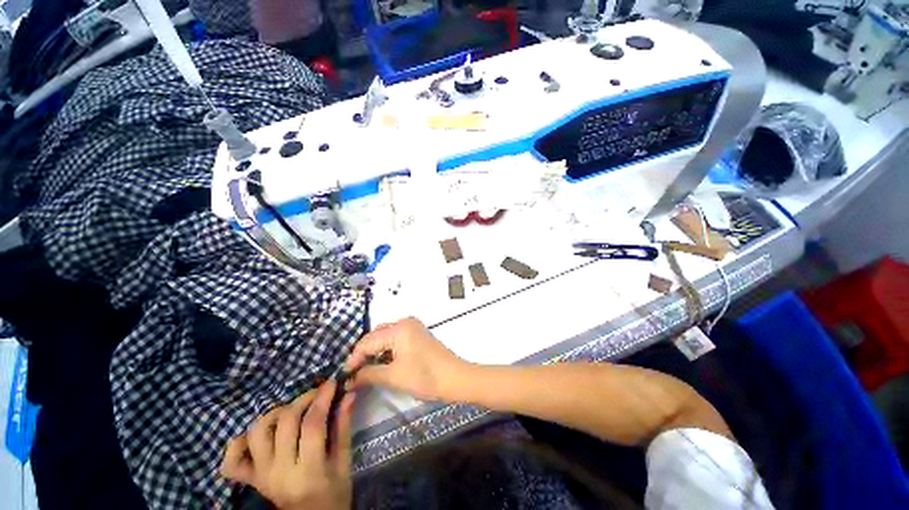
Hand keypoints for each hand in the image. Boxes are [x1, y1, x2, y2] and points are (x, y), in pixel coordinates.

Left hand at [220, 381, 353, 509]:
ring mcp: (260, 476)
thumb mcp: (344, 463)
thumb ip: (343, 428)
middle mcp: (279, 473)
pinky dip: (239, 442)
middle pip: (285, 423)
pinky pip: (232, 460)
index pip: (312, 425)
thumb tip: (348, 395)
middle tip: (317, 393)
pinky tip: (259, 435)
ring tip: (293, 411)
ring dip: (276, 413)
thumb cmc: (334, 494)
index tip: (331, 382)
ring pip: (257, 433)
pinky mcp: (250, 480)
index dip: (321, 398)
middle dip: (303, 400)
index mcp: (308, 472)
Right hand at [345, 317, 470, 400]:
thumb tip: (349, 379)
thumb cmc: (425, 376)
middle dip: (364, 354)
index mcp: (399, 328)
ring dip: (375, 353)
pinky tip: (382, 364)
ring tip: (365, 371)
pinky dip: (386, 351)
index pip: (367, 341)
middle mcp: (405, 322)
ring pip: (385, 338)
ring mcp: (413, 327)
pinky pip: (395, 340)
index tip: (344, 376)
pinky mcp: (418, 335)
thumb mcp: (393, 376)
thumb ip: (368, 374)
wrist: (455, 378)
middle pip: (376, 336)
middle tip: (354, 374)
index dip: (354, 359)